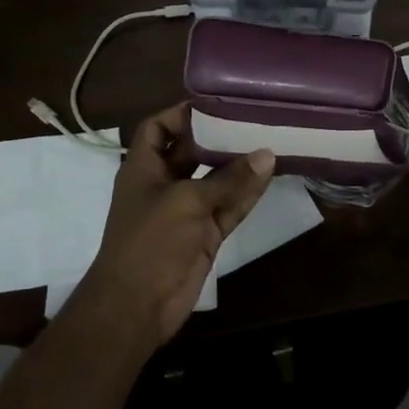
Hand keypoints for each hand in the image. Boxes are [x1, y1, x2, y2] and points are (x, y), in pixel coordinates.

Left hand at [71, 104, 274, 348]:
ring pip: (216, 180)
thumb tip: (268, 154)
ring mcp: (186, 211)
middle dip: (218, 136)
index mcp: (143, 168)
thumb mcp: (187, 200)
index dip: (180, 113)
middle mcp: (164, 184)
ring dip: (239, 165)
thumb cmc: (149, 240)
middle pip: (192, 151)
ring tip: (270, 140)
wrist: (137, 305)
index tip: (216, 104)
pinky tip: (271, 175)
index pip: (157, 128)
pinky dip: (247, 193)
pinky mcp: (206, 234)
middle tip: (252, 118)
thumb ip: (229, 178)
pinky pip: (229, 206)